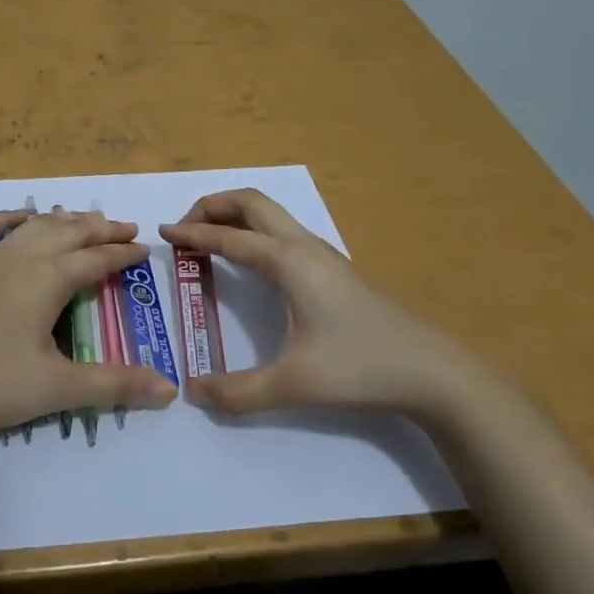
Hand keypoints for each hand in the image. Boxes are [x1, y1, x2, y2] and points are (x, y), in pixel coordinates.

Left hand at [0, 208, 178, 439]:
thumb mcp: (58, 389)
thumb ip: (114, 385)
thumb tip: (170, 389)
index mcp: (48, 280)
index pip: (96, 259)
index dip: (123, 254)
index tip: (144, 248)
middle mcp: (22, 257)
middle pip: (69, 232)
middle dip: (101, 228)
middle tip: (125, 227)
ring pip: (35, 226)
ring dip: (64, 220)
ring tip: (84, 220)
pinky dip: (11, 217)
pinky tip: (22, 217)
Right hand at [160, 189, 480, 417]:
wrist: (431, 371)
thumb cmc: (360, 367)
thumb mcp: (294, 384)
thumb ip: (239, 392)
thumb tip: (193, 393)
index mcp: (286, 261)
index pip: (227, 236)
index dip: (191, 234)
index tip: (162, 234)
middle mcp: (301, 244)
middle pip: (250, 201)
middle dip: (212, 205)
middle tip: (185, 228)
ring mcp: (321, 252)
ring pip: (270, 211)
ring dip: (235, 213)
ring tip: (210, 238)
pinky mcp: (333, 266)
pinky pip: (281, 228)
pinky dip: (253, 228)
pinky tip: (251, 260)